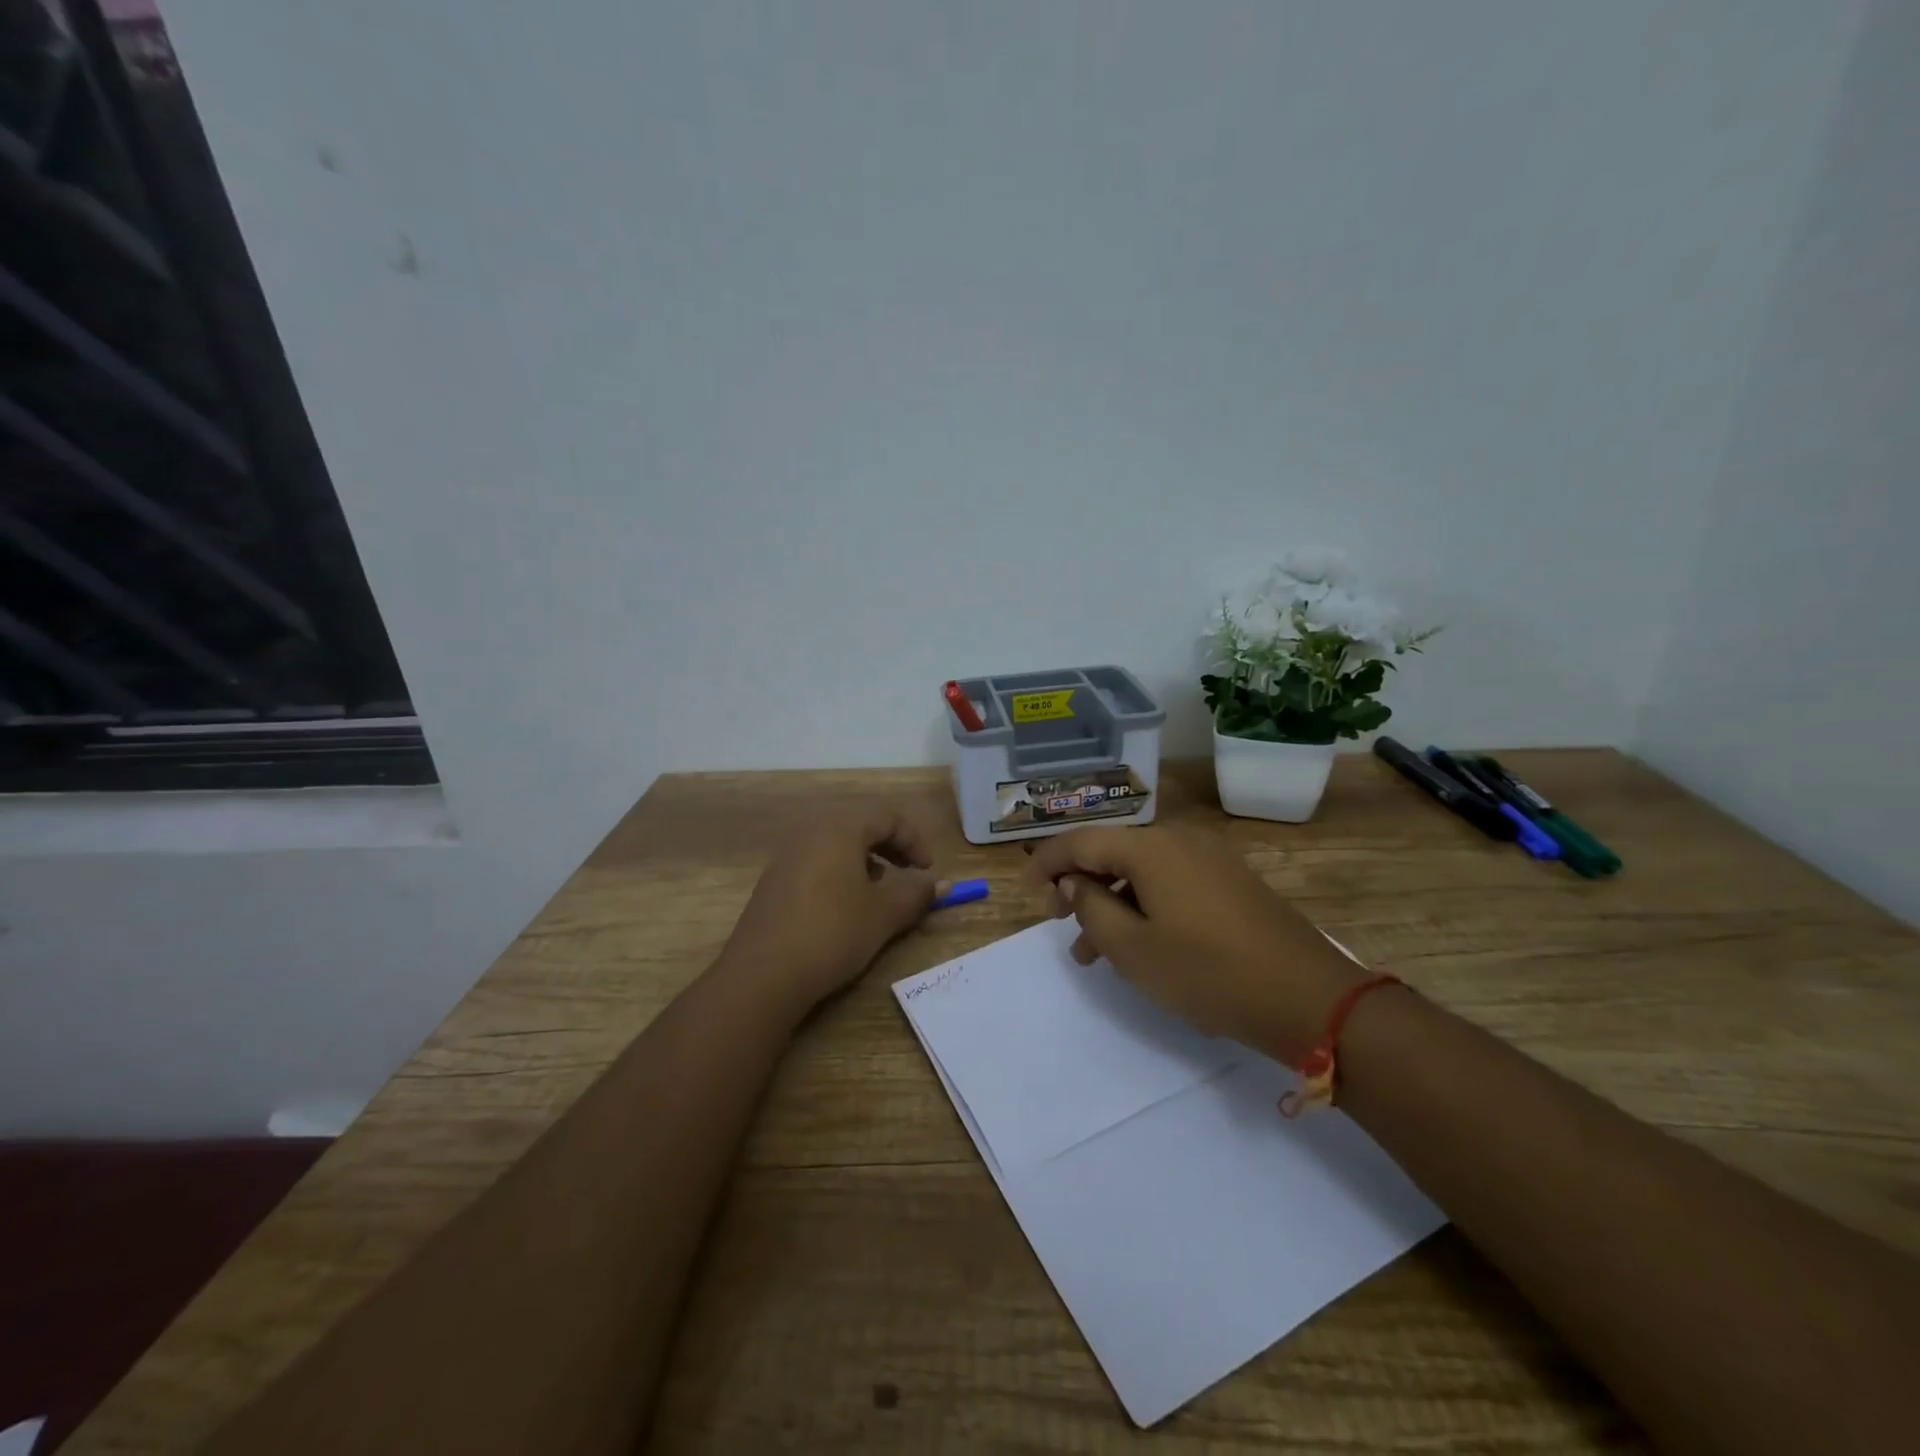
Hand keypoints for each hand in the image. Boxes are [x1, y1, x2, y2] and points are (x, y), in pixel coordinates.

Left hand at [716, 807, 937, 1015]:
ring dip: (865, 860)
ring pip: (836, 844)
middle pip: (860, 825)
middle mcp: (810, 832)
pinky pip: (816, 862)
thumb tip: (940, 884)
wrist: (763, 975)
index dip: (914, 841)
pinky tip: (845, 907)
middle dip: (890, 847)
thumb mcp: (883, 914)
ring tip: (878, 891)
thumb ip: (916, 894)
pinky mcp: (774, 880)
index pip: (887, 817)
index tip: (927, 871)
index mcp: (839, 828)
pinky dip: (840, 873)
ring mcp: (787, 855)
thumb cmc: (833, 933)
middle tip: (908, 874)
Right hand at [1025, 825, 1366, 1061]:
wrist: (1307, 996)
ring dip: (1112, 903)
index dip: (1048, 862)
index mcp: (1150, 847)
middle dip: (1081, 887)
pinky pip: (1171, 882)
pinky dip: (1144, 905)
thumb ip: (1090, 908)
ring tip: (1093, 953)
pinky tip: (1139, 943)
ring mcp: (1209, 858)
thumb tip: (1074, 882)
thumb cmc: (1208, 972)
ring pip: (1141, 872)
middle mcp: (1178, 839)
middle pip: (1112, 852)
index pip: (1082, 841)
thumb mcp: (1132, 948)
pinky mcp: (1230, 880)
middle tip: (1059, 924)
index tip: (1025, 888)